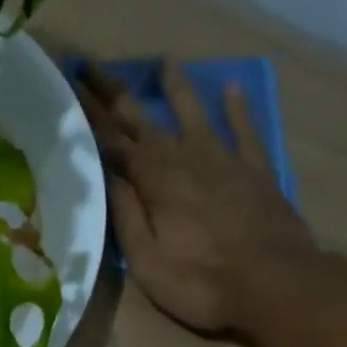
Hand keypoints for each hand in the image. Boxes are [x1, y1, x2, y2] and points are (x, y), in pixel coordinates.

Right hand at [77, 59, 340, 339]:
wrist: (276, 284)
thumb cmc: (202, 282)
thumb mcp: (147, 261)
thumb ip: (126, 216)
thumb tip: (106, 176)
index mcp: (155, 181)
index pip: (114, 142)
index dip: (90, 116)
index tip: (70, 88)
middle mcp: (187, 159)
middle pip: (145, 121)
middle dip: (116, 94)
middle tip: (93, 66)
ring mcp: (225, 161)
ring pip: (194, 116)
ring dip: (176, 89)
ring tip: (165, 62)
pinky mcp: (256, 172)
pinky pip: (244, 131)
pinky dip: (237, 109)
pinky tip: (231, 89)